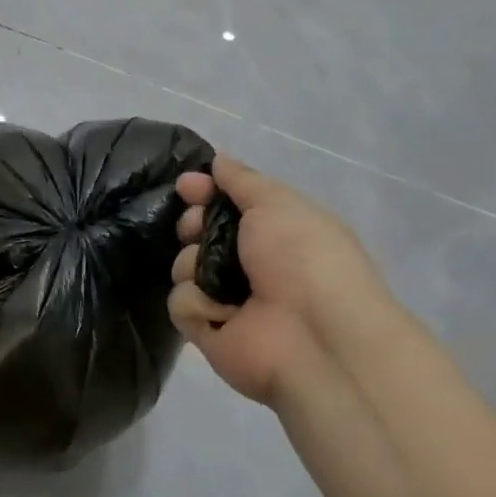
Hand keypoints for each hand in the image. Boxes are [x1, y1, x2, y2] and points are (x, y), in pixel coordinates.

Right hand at [167, 156, 422, 406]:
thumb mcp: (277, 202)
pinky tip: (224, 313)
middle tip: (197, 230)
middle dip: (192, 226)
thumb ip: (243, 180)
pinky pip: (180, 304)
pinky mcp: (207, 331)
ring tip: (218, 281)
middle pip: (197, 233)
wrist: (315, 336)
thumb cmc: (303, 257)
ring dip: (194, 266)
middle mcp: (249, 264)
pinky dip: (198, 304)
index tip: (186, 186)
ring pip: (182, 267)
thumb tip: (218, 161)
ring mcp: (226, 300)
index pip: (225, 204)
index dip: (203, 191)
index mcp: (273, 231)